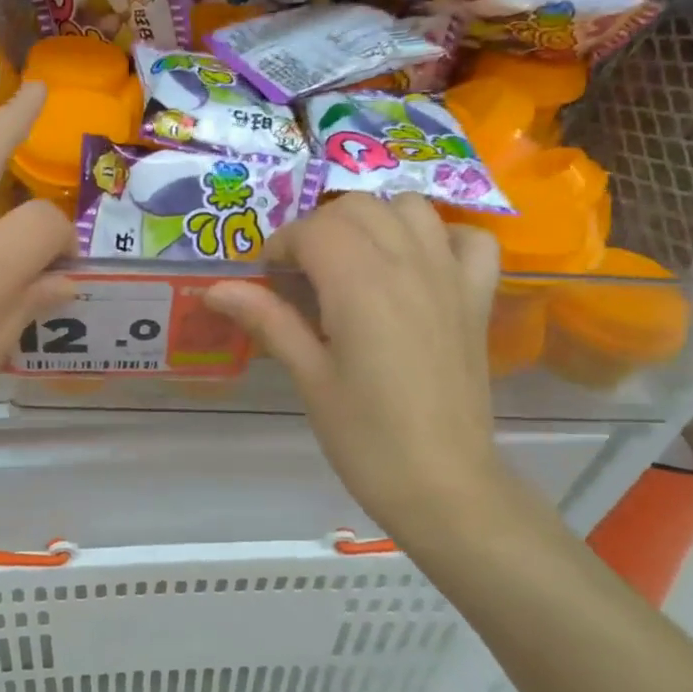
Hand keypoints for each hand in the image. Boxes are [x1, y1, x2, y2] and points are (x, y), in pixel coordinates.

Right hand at [206, 194, 505, 536]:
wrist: (443, 484)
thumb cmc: (365, 437)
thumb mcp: (308, 377)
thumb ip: (267, 320)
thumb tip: (214, 289)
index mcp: (361, 284)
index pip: (313, 229)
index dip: (281, 246)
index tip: (266, 280)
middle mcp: (408, 264)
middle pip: (357, 207)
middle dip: (319, 229)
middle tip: (301, 275)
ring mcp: (450, 276)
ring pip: (410, 208)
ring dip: (374, 220)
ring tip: (353, 261)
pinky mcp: (477, 298)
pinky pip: (469, 240)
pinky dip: (441, 237)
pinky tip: (419, 263)